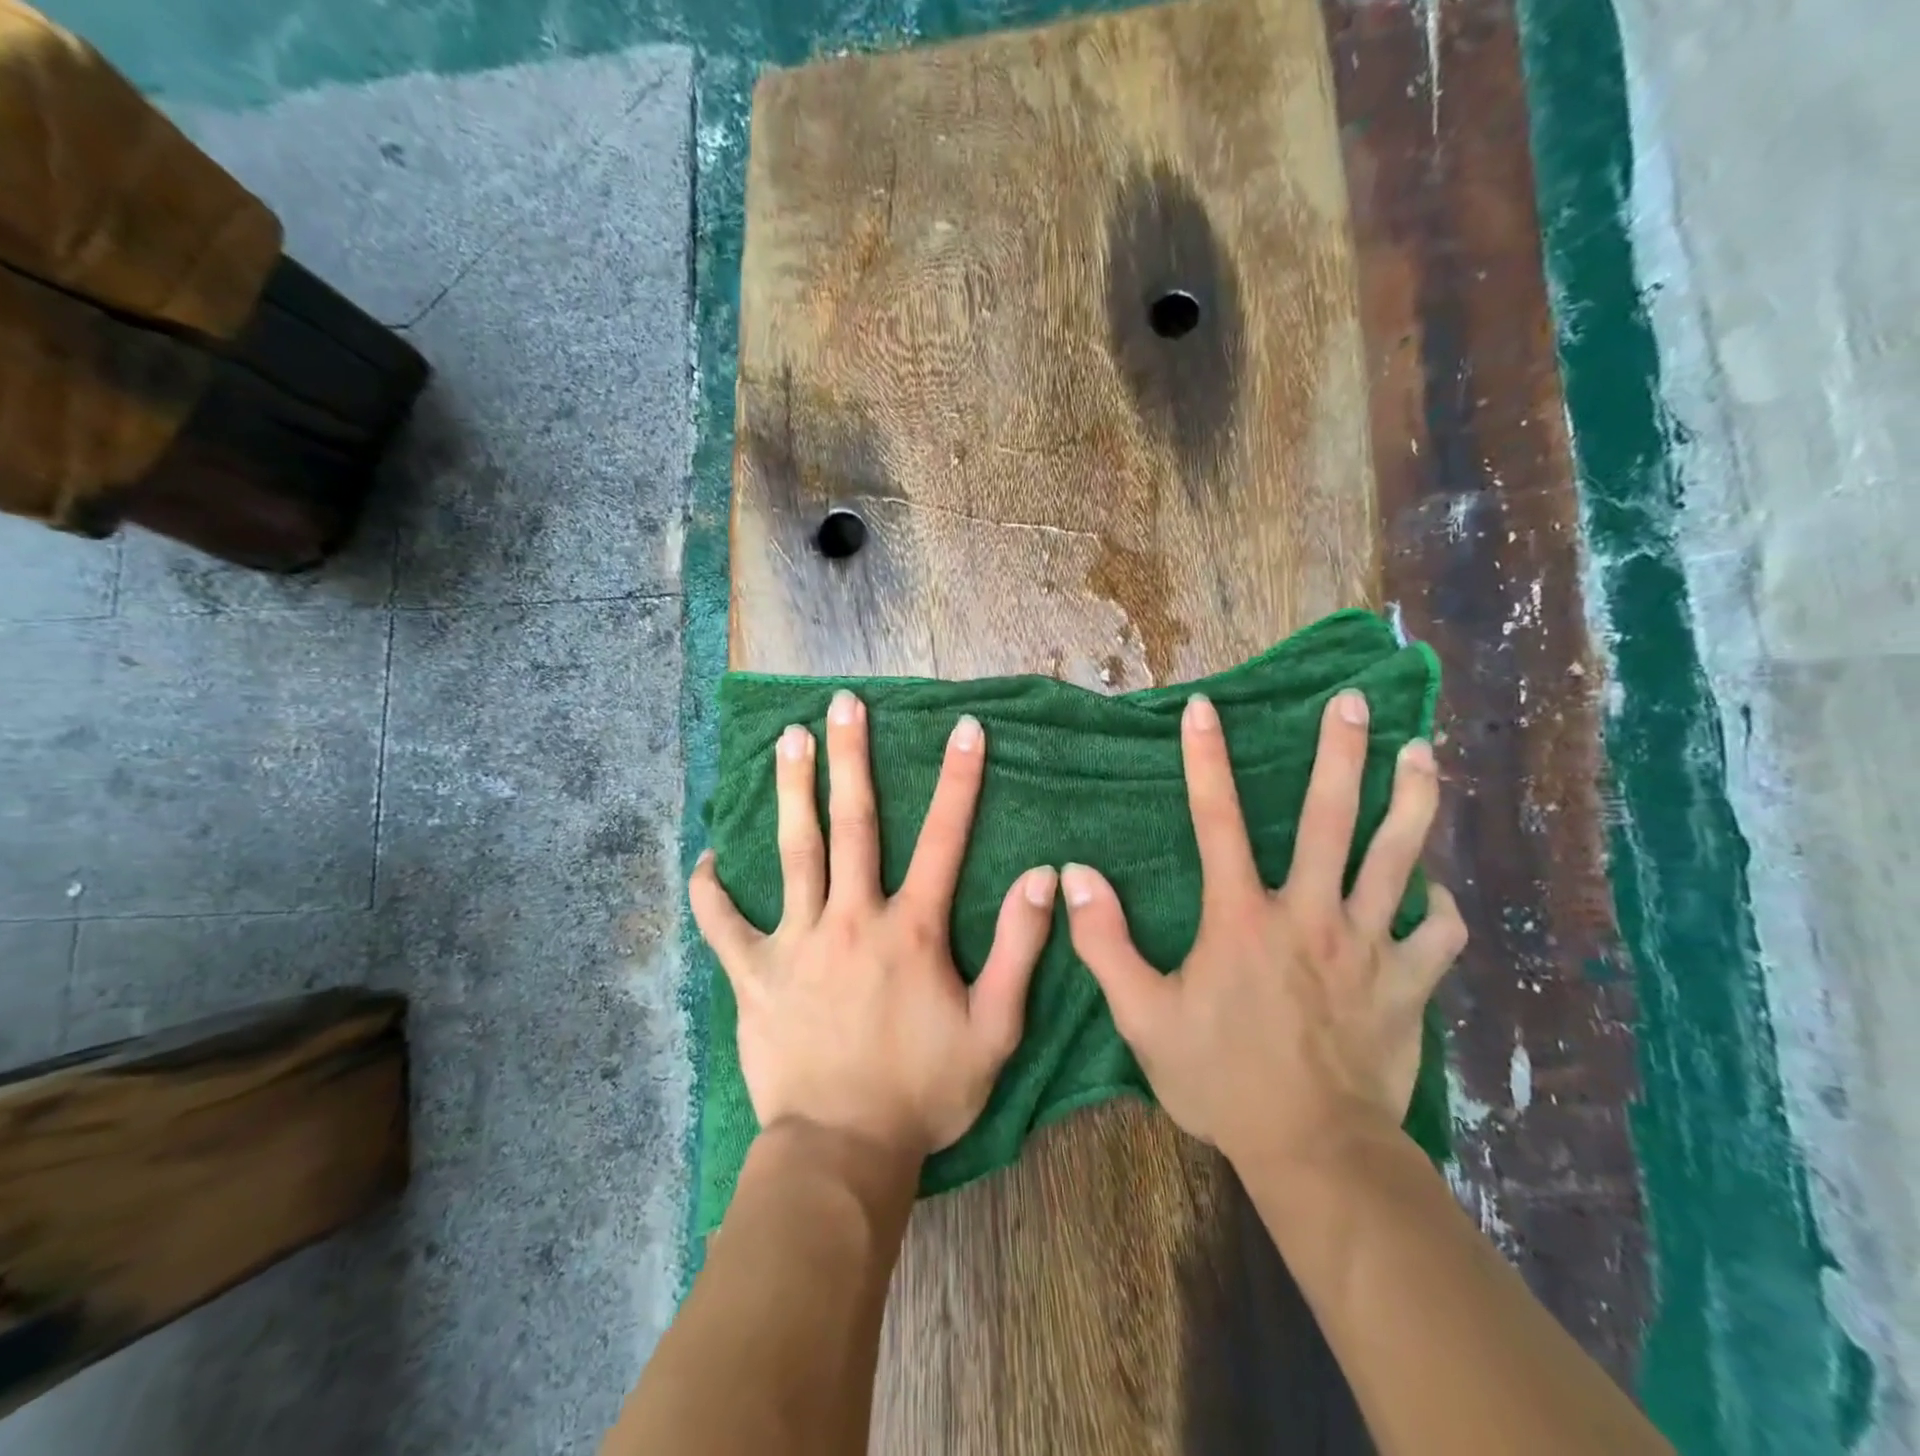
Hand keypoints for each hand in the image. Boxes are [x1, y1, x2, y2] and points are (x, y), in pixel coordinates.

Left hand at [690, 689, 1057, 1160]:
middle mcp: (852, 919)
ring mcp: (797, 943)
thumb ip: (1019, 950)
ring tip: (787, 739)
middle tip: (842, 704)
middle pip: (853, 823)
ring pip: (793, 852)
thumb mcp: (995, 1030)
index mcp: (912, 930)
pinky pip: (725, 925)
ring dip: (792, 791)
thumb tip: (1041, 877)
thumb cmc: (925, 1092)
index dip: (959, 779)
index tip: (964, 727)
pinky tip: (706, 858)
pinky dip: (712, 891)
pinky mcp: (755, 976)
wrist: (844, 1152)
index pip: (944, 837)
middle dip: (851, 757)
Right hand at [1060, 689, 1466, 1171]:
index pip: (1216, 819)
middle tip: (1354, 701)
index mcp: (1241, 918)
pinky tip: (1435, 891)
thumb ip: (1104, 943)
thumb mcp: (1142, 1017)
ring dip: (1411, 801)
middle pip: (1330, 818)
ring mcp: (1368, 946)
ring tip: (1421, 753)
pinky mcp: (1408, 984)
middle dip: (1340, 753)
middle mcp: (1309, 915)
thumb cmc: (1220, 1080)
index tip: (1204, 708)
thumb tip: (1073, 877)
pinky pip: (1437, 933)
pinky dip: (1439, 907)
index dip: (1206, 759)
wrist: (1313, 1152)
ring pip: (1397, 859)